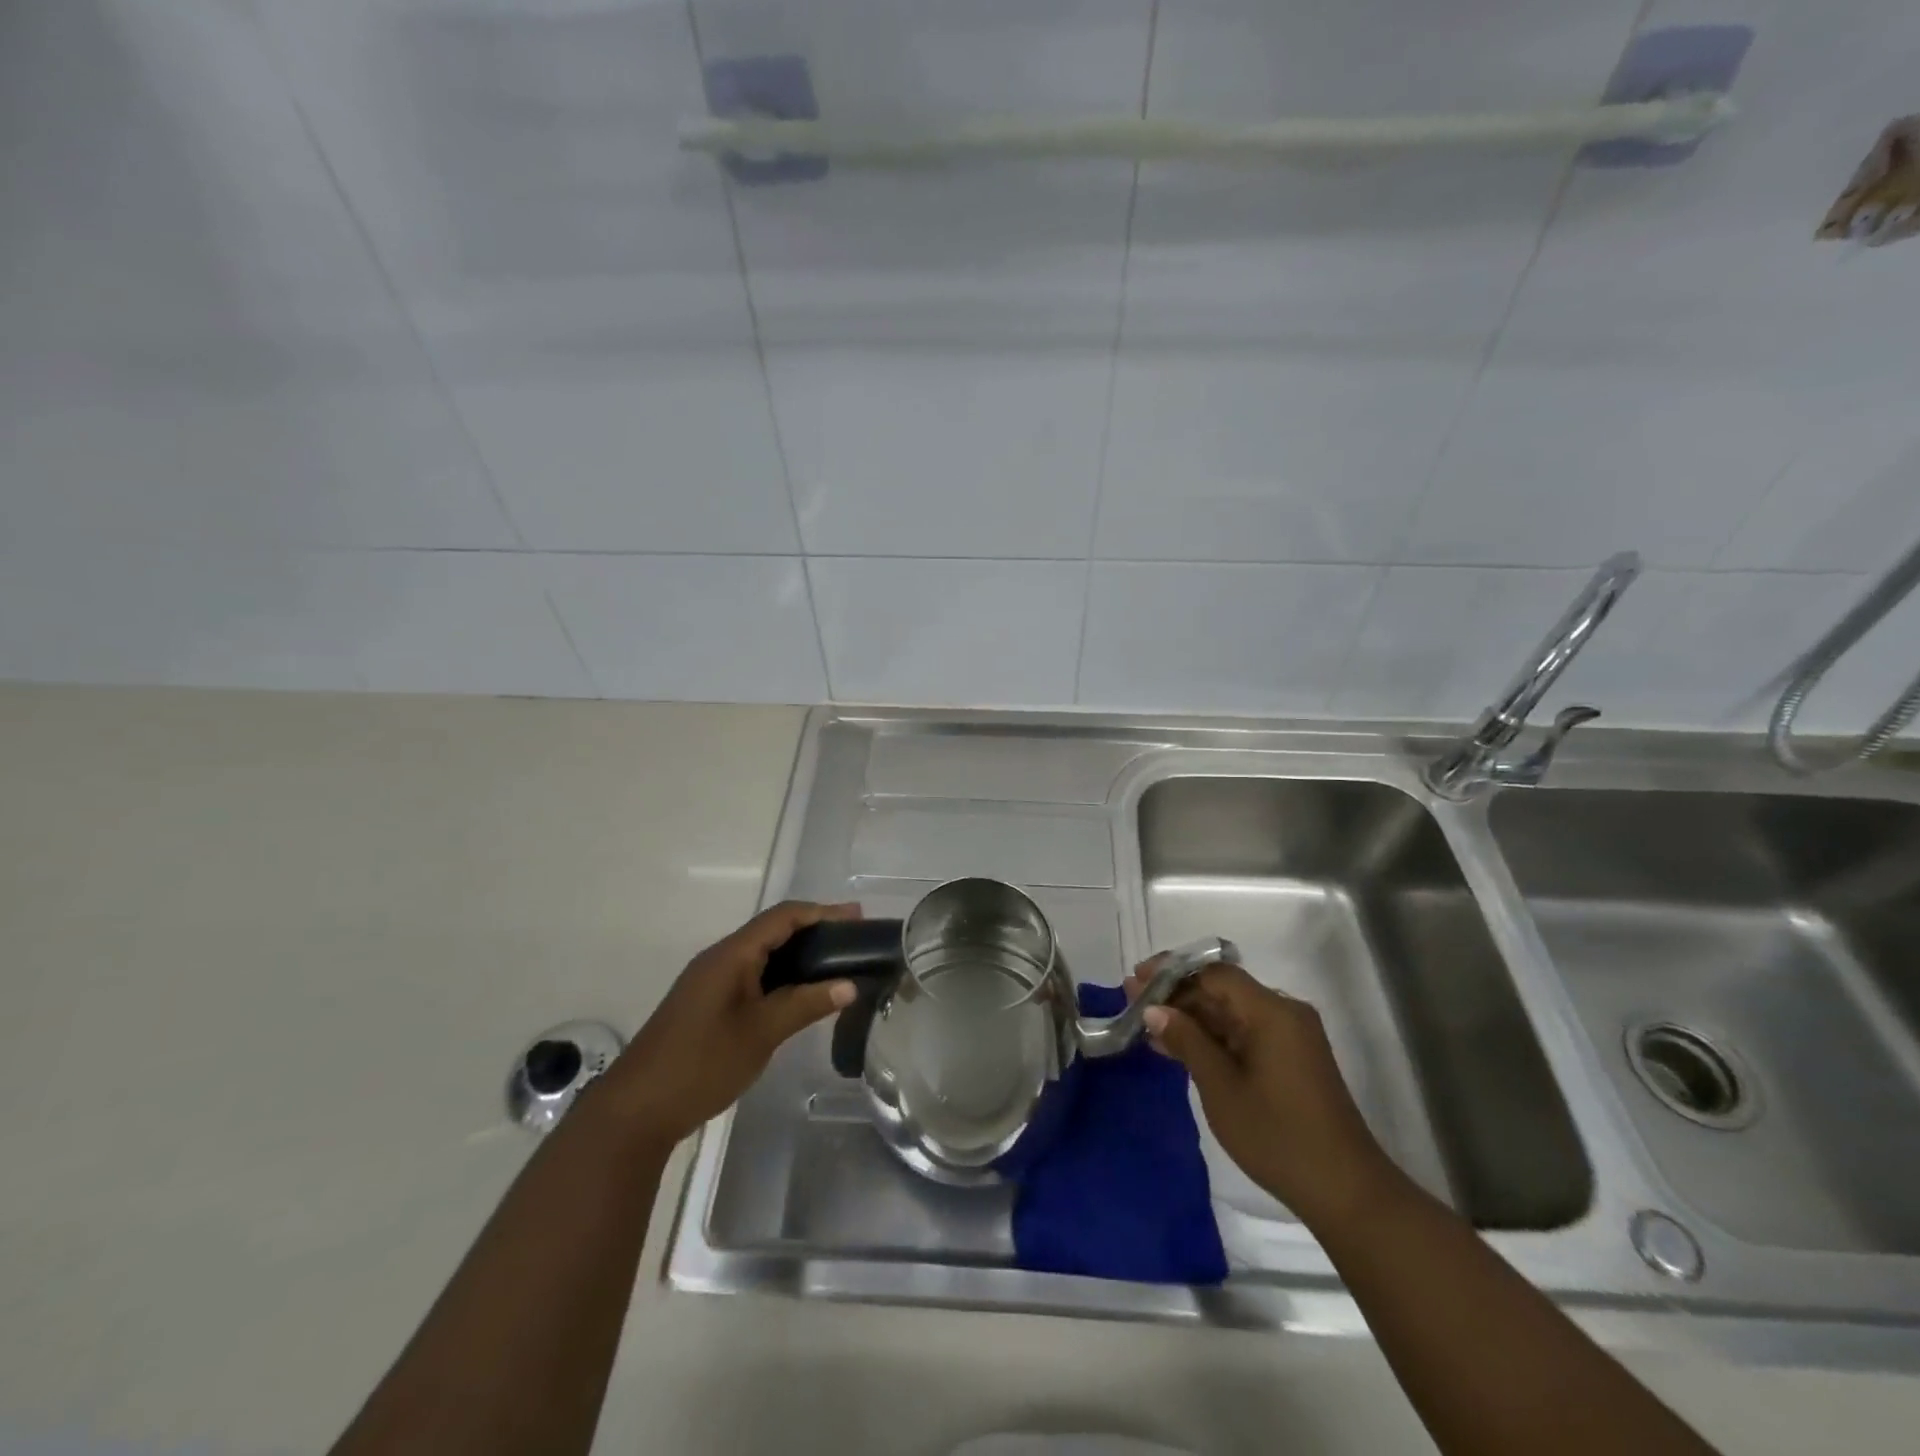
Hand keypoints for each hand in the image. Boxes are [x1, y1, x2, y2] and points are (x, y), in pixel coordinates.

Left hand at [605, 901, 861, 1148]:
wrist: (636, 1110)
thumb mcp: (761, 1033)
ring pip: (763, 954)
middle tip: (854, 941)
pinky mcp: (708, 1004)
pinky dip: (782, 975)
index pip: (783, 917)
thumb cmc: (701, 1063)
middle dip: (815, 930)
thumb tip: (849, 985)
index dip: (822, 912)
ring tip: (836, 964)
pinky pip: (753, 975)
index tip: (857, 917)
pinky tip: (801, 993)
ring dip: (799, 954)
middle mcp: (720, 958)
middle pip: (773, 930)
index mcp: (731, 954)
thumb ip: (806, 1004)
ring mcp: (711, 982)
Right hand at [1127, 960, 1400, 1227]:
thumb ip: (1186, 1041)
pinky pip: (1244, 1033)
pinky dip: (1212, 1038)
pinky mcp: (1291, 1060)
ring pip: (1231, 1013)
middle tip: (1134, 1002)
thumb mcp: (1221, 1087)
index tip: (1136, 980)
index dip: (1172, 971)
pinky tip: (1178, 1048)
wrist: (1345, 1192)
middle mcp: (1284, 1013)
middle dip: (1177, 995)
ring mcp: (1290, 1037)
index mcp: (1271, 1011)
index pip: (1214, 973)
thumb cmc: (1277, 1136)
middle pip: (1222, 989)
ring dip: (1191, 1018)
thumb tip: (1154, 1009)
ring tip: (1147, 1024)